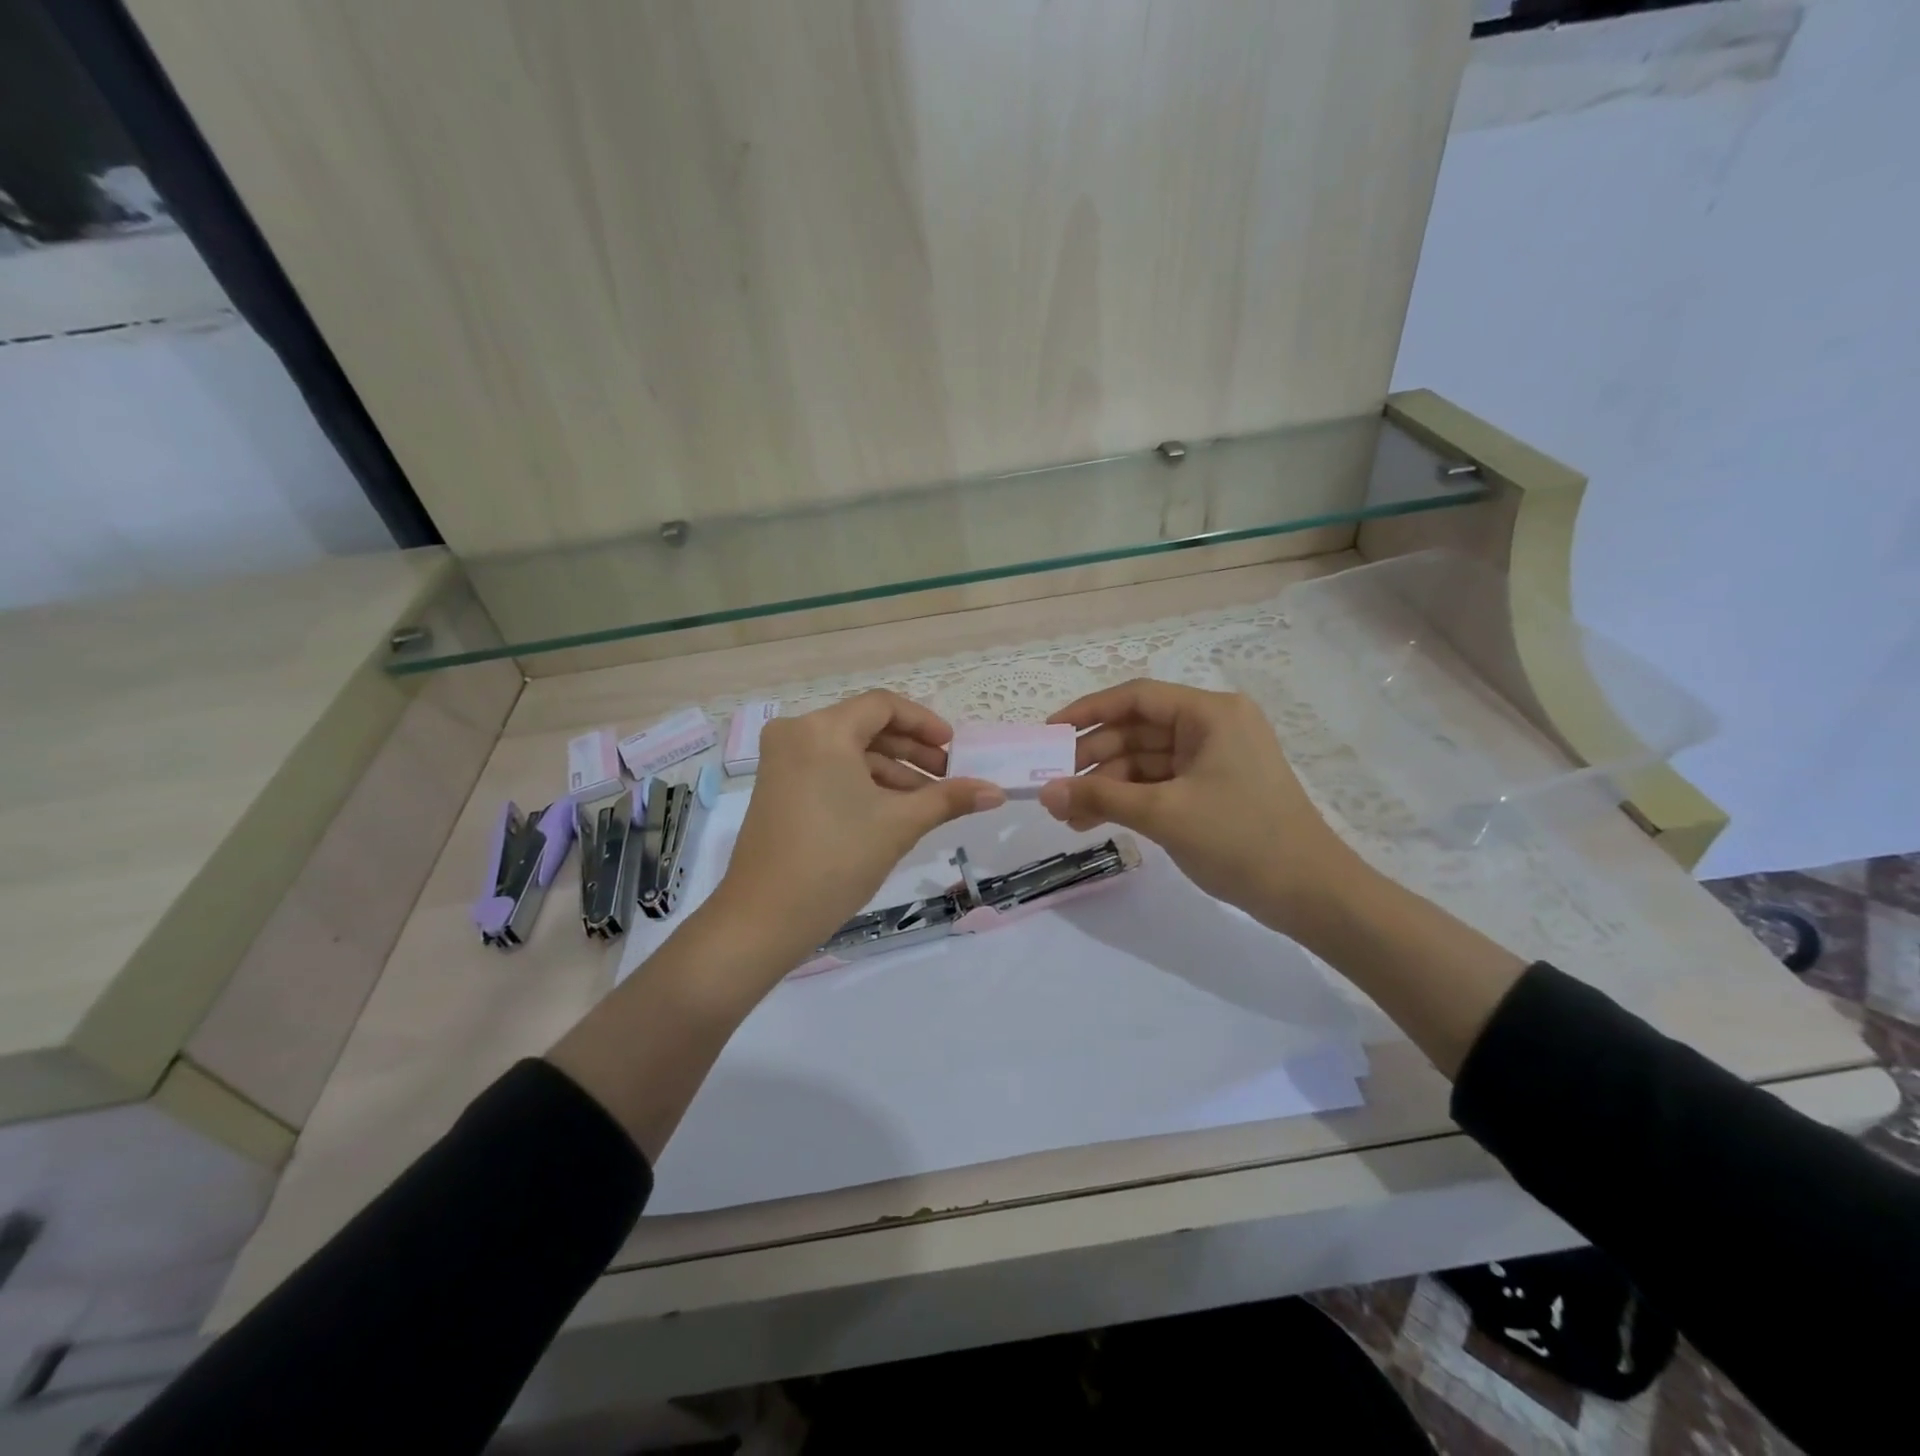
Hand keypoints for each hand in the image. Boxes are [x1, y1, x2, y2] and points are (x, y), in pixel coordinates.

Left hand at [706, 691, 1006, 973]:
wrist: (764, 918)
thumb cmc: (837, 859)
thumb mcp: (899, 824)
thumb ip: (949, 798)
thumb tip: (996, 791)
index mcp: (823, 729)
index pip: (884, 707)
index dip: (924, 723)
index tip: (953, 749)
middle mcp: (797, 733)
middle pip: (866, 727)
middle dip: (911, 751)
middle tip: (948, 777)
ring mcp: (782, 762)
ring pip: (848, 752)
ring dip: (890, 771)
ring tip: (927, 802)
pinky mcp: (777, 788)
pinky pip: (829, 770)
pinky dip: (862, 784)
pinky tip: (892, 811)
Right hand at [1037, 679, 1358, 936]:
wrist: (1311, 894)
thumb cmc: (1240, 839)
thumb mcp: (1164, 814)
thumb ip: (1100, 797)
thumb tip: (1045, 791)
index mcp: (1210, 713)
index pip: (1136, 698)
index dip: (1088, 711)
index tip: (1049, 733)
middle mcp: (1212, 726)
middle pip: (1138, 731)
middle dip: (1094, 760)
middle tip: (1054, 789)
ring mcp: (1215, 759)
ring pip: (1145, 761)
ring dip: (1107, 785)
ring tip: (1068, 816)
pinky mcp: (1214, 788)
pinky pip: (1161, 783)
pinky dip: (1130, 800)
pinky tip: (1096, 820)